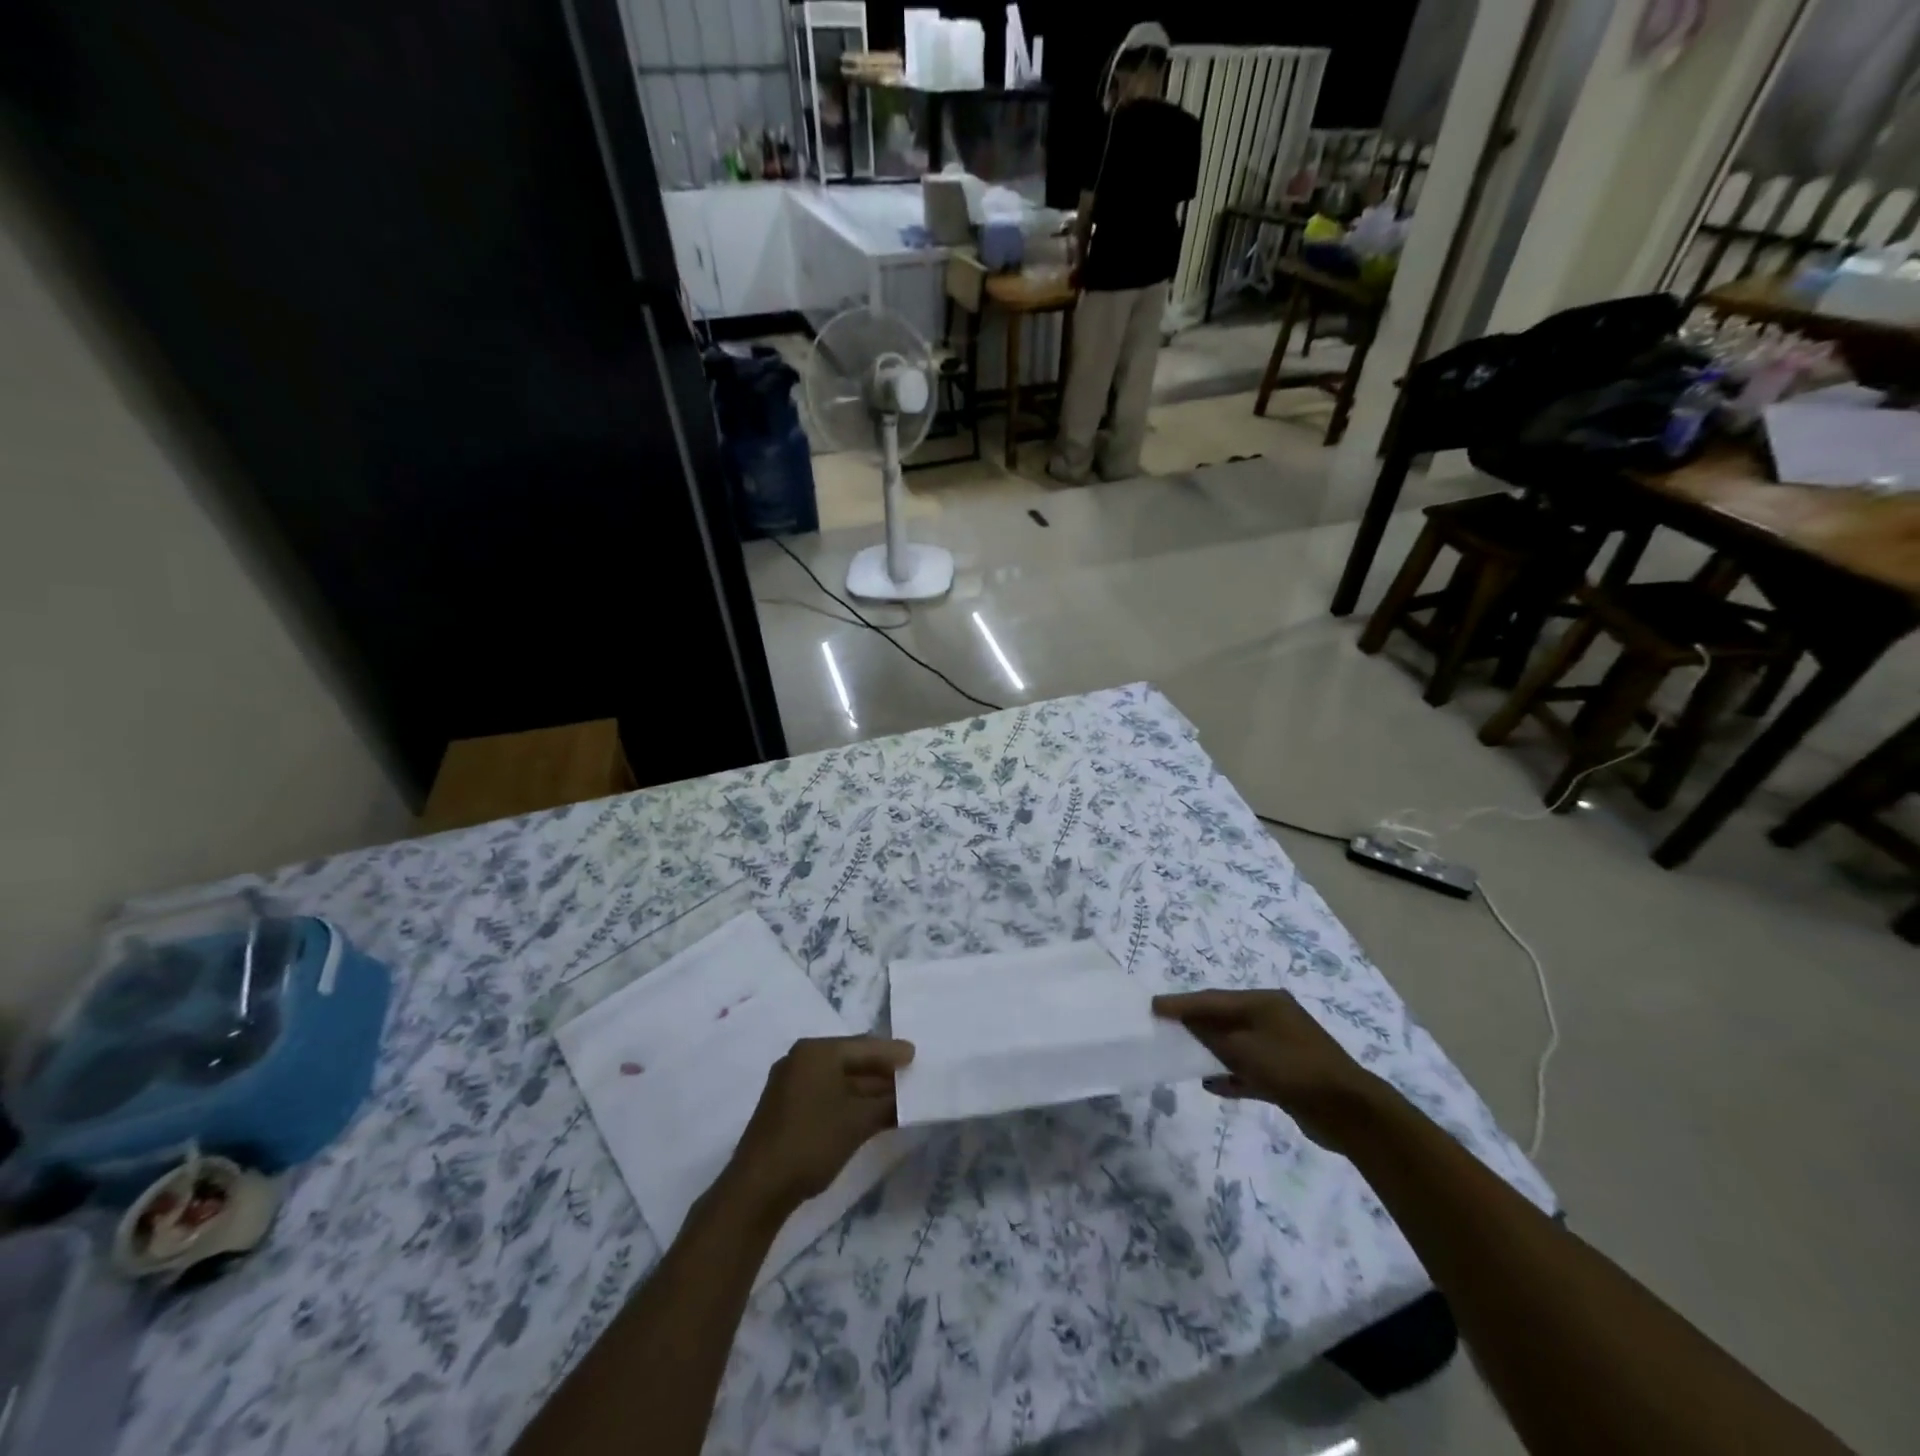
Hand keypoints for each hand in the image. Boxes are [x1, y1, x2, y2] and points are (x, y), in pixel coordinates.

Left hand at [724, 1036, 913, 1217]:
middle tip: (911, 1077)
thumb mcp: (858, 1121)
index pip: (864, 1046)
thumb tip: (909, 1095)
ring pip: (839, 1079)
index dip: (893, 1053)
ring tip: (898, 1098)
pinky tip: (870, 1113)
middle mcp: (802, 1059)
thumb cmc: (811, 1142)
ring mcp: (791, 1084)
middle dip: (881, 1071)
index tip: (917, 1056)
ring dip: (868, 1089)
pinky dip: (850, 1101)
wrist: (758, 1189)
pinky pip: (826, 1093)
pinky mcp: (786, 1107)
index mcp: (817, 1051)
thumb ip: (888, 1103)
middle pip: (851, 1059)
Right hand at [1153, 990, 1382, 1150]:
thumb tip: (1186, 1021)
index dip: (1182, 1003)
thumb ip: (1212, 1035)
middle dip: (1194, 1023)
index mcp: (1264, 1003)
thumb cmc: (1294, 1070)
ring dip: (1210, 1049)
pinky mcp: (1286, 1074)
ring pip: (1236, 1043)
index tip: (1153, 1006)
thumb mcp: (1246, 1049)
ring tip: (1182, 1054)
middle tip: (1164, 1026)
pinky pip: (1248, 1068)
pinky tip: (1211, 1083)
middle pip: (1224, 1017)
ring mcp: (1281, 1046)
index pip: (1213, 999)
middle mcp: (1272, 1018)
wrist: (1349, 1113)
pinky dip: (1230, 1073)